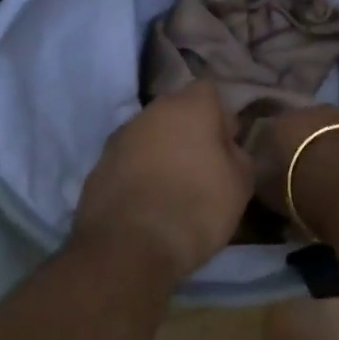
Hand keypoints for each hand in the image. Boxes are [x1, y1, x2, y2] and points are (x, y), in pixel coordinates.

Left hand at [74, 82, 254, 279]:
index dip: (220, 118)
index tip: (227, 148)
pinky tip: (147, 204)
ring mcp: (120, 137)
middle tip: (202, 168)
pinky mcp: (98, 166)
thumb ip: (238, 156)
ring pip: (149, 136)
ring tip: (173, 190)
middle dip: (189, 133)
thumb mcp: (240, 185)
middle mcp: (152, 111)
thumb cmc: (197, 207)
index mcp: (190, 105)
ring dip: (161, 153)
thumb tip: (228, 149)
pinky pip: (128, 162)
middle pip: (176, 112)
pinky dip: (138, 175)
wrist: (129, 246)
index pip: (209, 93)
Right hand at [244, 105, 338, 231]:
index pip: (269, 131)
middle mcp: (311, 110)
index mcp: (281, 121)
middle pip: (303, 125)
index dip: (271, 150)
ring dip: (329, 144)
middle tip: (303, 168)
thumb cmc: (303, 189)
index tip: (273, 167)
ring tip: (330, 171)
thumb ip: (263, 177)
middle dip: (302, 143)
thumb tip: (262, 173)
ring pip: (330, 129)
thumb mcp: (269, 192)